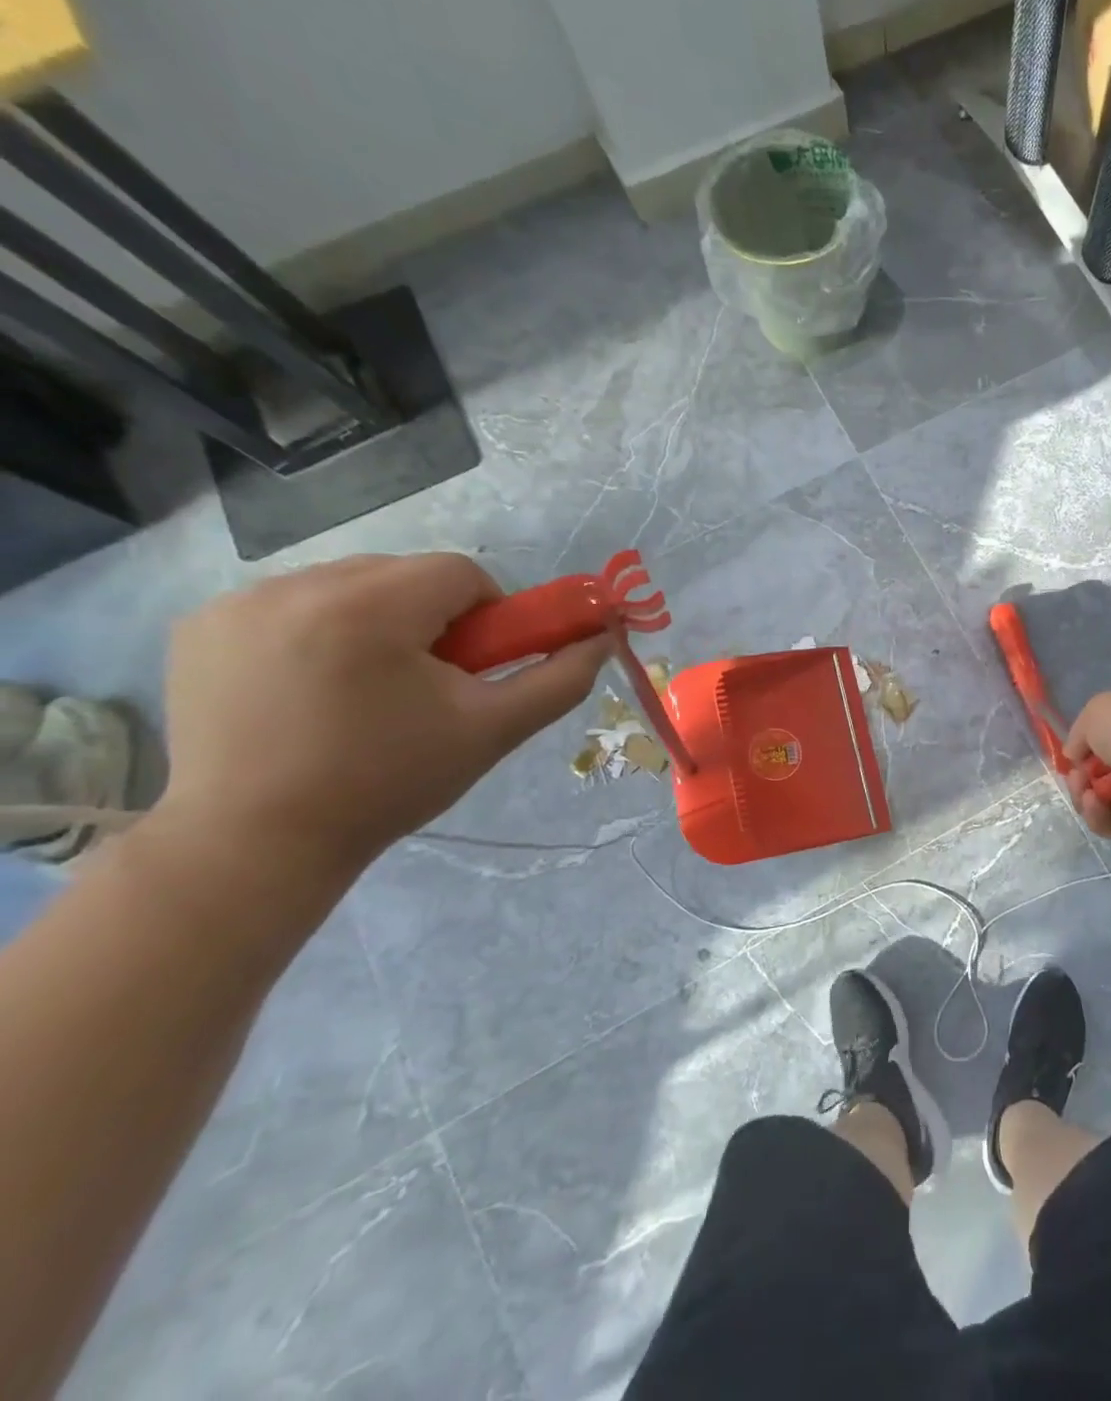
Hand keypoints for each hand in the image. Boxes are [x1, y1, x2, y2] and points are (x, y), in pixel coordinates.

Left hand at [159, 554, 605, 879]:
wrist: (256, 844)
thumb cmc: (389, 783)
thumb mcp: (493, 731)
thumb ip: (560, 679)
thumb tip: (603, 640)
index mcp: (368, 608)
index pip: (459, 572)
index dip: (487, 615)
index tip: (477, 667)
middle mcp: (295, 586)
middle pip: (403, 575)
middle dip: (432, 618)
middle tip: (429, 683)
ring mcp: (237, 603)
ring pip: (348, 586)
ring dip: (377, 622)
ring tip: (368, 690)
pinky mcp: (200, 626)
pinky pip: (291, 604)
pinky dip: (319, 631)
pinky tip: (313, 688)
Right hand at [1064, 689, 1110, 851]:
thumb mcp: (1098, 710)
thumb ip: (1079, 732)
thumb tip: (1077, 757)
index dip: (1088, 739)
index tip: (1074, 749)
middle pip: (1100, 766)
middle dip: (1081, 770)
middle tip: (1078, 773)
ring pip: (1099, 795)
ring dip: (1082, 791)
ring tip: (1085, 789)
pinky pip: (1107, 821)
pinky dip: (1096, 813)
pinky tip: (1096, 803)